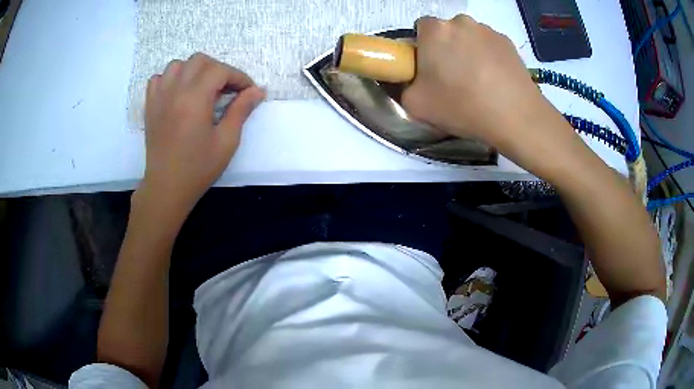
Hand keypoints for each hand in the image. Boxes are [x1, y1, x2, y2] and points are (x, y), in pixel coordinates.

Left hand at [138, 53, 264, 219]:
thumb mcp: (226, 141)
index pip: (220, 70)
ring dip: (194, 70)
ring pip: (178, 65)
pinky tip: (179, 93)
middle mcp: (175, 91)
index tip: (247, 91)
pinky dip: (171, 79)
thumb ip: (241, 110)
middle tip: (226, 89)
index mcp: (195, 99)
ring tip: (202, 88)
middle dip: (218, 69)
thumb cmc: (198, 168)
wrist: (166, 187)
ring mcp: (159, 97)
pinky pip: (158, 78)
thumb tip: (258, 90)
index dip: (238, 77)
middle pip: (199, 60)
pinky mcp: (150, 105)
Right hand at [402, 15, 570, 157]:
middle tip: (454, 78)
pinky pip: (490, 46)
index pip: (420, 29)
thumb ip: (403, 85)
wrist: (516, 117)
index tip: (430, 70)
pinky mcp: (508, 42)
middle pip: (446, 32)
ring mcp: (488, 30)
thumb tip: (412, 79)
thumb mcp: (415, 104)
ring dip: (469, 52)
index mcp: (434, 30)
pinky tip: (496, 81)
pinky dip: (489, 58)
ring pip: (469, 38)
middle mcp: (460, 21)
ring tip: (479, 82)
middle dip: (446, 49)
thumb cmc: (462, 106)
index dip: (423, 49)